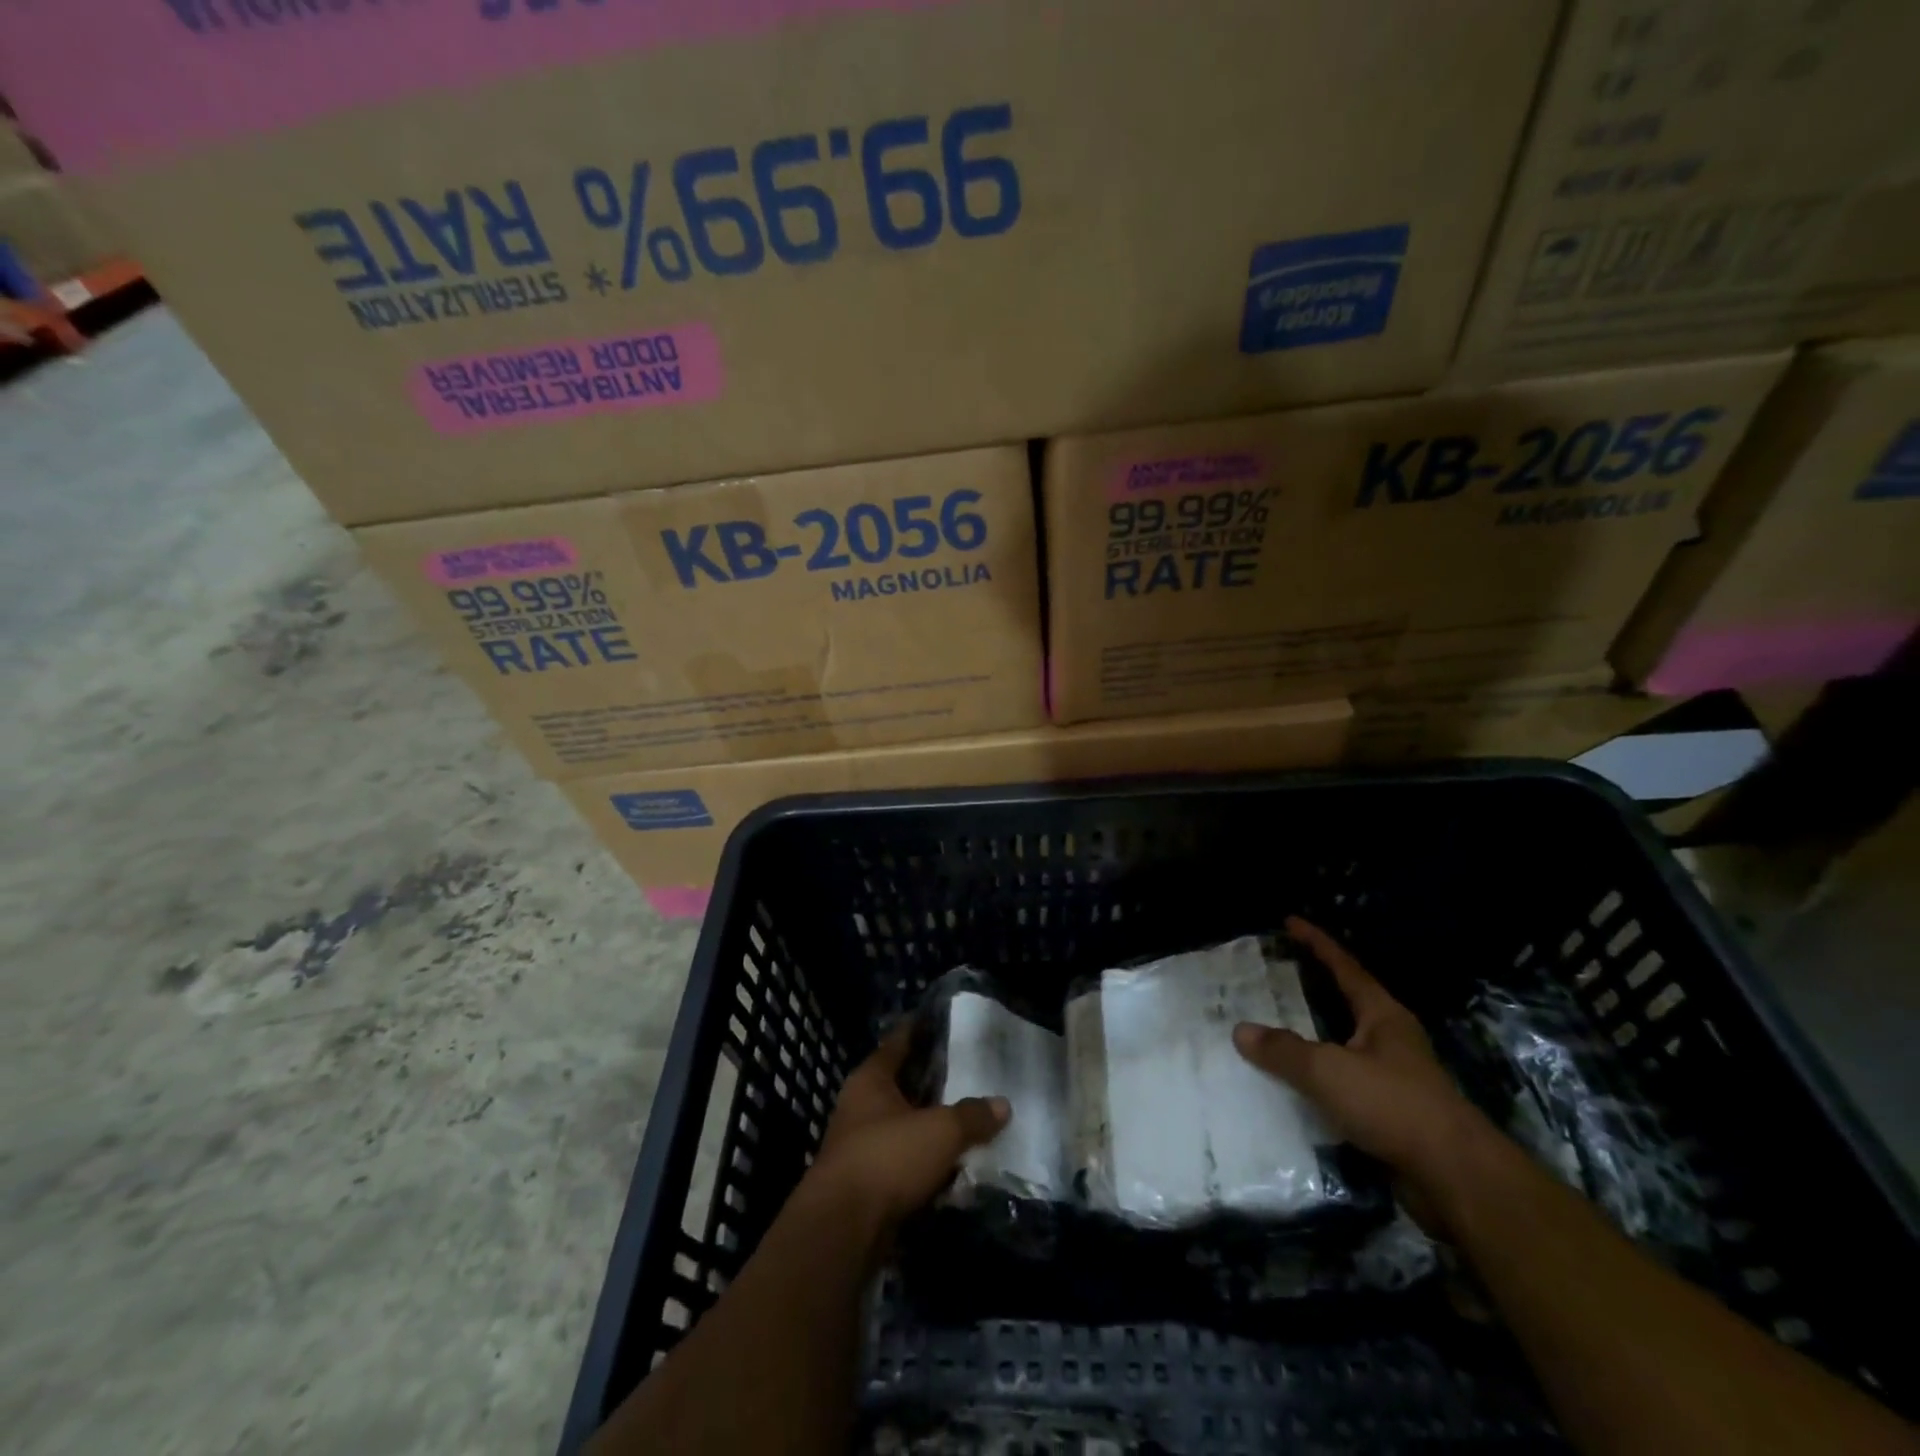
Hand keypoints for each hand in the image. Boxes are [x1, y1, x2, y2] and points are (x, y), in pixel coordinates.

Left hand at [807, 1023, 1010, 1226]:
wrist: (843, 1229)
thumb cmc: (888, 1158)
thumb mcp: (940, 1131)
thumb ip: (972, 1116)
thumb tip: (1002, 1105)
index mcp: (871, 1079)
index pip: (898, 1042)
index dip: (919, 1030)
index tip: (942, 1022)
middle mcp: (859, 1105)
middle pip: (900, 1084)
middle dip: (930, 1081)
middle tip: (967, 1073)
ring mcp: (859, 1145)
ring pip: (901, 1124)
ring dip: (927, 1125)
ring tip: (965, 1119)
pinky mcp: (863, 1183)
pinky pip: (900, 1161)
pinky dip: (922, 1161)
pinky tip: (950, 1165)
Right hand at [1234, 916, 1488, 1198]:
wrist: (1456, 1180)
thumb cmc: (1394, 1106)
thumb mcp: (1328, 1071)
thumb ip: (1283, 1050)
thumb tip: (1241, 1031)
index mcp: (1382, 1016)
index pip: (1344, 967)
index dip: (1316, 943)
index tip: (1290, 922)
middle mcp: (1391, 1040)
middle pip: (1347, 1003)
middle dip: (1313, 988)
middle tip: (1275, 974)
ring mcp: (1395, 1078)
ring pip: (1344, 1046)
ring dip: (1313, 1037)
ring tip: (1274, 1029)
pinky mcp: (1393, 1115)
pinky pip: (1345, 1084)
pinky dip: (1319, 1079)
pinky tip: (1294, 1087)